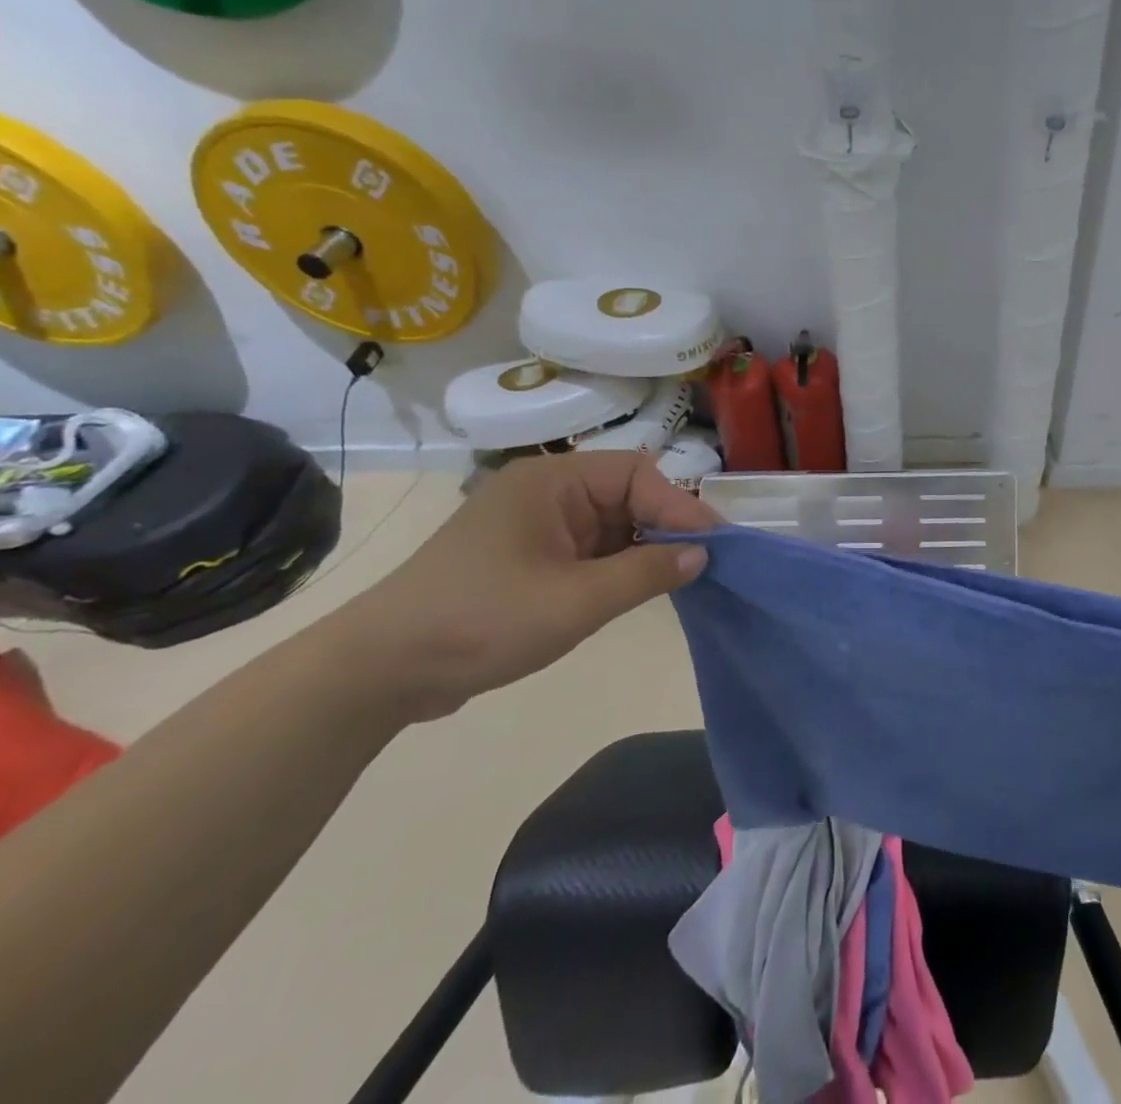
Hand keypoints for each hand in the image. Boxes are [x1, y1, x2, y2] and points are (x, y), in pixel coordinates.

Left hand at [315, 451, 717, 723]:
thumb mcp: (577, 600)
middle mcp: (545, 492)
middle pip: (626, 495)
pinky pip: (588, 548)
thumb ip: (647, 572)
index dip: (679, 506)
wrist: (379, 673)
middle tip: (702, 563)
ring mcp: (534, 525)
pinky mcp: (526, 556)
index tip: (713, 544)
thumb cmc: (482, 621)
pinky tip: (637, 589)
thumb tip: (702, 554)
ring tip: (678, 579)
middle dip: (664, 527)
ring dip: (642, 549)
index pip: (637, 474)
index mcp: (551, 481)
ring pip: (610, 524)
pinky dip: (616, 566)